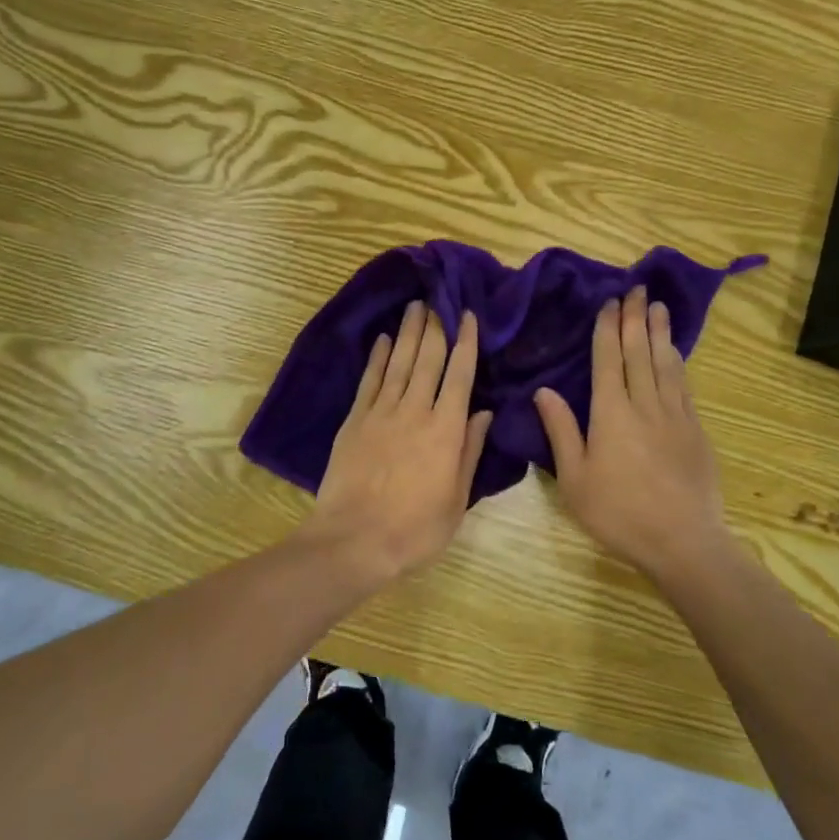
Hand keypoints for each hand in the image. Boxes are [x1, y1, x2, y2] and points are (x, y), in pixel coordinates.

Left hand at [301, 302, 492, 586]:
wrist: (354, 540)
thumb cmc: (415, 529)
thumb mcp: (456, 499)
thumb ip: (470, 452)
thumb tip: (484, 412)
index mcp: (445, 430)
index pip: (460, 375)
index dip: (465, 342)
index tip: (467, 316)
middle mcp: (415, 410)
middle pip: (428, 359)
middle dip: (435, 327)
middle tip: (438, 299)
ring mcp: (382, 412)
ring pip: (399, 362)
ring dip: (408, 332)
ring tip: (415, 306)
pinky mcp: (355, 419)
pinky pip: (370, 380)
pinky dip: (378, 357)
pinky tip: (384, 339)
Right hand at [534, 287, 731, 580]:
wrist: (684, 542)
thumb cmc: (619, 512)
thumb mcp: (574, 479)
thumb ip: (560, 430)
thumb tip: (543, 390)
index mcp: (611, 412)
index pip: (608, 359)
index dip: (609, 328)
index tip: (611, 302)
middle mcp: (644, 404)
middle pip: (639, 351)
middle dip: (636, 318)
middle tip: (637, 289)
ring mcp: (675, 415)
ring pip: (665, 363)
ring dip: (660, 332)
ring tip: (659, 307)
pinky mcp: (695, 430)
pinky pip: (683, 385)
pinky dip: (677, 362)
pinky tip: (675, 353)